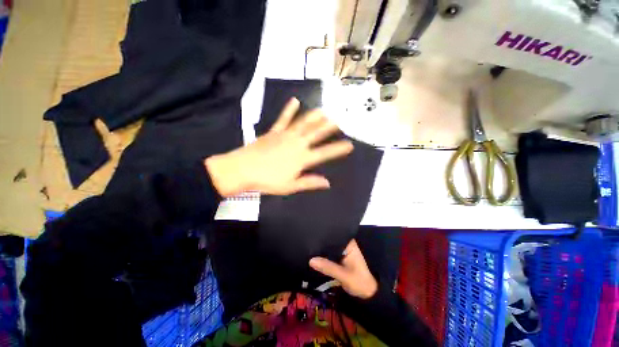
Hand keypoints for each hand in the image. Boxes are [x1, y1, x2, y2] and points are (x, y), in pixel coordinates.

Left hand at [205, 98, 353, 196]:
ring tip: (324, 110)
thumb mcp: (291, 186)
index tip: (349, 144)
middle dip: (328, 128)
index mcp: (302, 159)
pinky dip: (289, 110)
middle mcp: (297, 144)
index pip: (324, 153)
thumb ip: (309, 182)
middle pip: (316, 134)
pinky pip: (283, 119)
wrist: (243, 170)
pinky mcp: (274, 131)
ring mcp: (285, 136)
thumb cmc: (268, 181)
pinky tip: (295, 100)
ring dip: (314, 117)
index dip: (338, 149)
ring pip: (303, 124)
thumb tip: (327, 183)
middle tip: (339, 120)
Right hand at [309, 240, 377, 298]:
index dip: (324, 236)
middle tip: (308, 243)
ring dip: (322, 250)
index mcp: (349, 244)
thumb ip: (328, 267)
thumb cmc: (359, 282)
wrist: (367, 293)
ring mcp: (343, 251)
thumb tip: (311, 260)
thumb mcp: (343, 275)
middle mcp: (346, 244)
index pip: (335, 235)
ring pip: (329, 248)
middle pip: (331, 241)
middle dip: (321, 243)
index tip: (312, 235)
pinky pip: (329, 254)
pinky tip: (314, 256)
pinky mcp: (340, 257)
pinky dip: (324, 256)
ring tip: (308, 248)